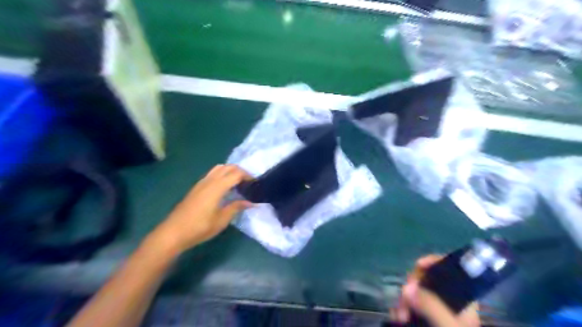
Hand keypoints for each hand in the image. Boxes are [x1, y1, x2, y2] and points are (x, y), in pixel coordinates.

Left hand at [149, 165, 252, 253]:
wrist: (173, 232)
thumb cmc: (200, 227)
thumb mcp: (222, 219)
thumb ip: (236, 207)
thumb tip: (251, 202)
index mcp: (217, 187)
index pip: (236, 174)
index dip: (247, 176)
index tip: (255, 184)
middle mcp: (209, 181)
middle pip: (228, 167)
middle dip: (240, 171)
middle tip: (248, 182)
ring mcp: (201, 183)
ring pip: (219, 168)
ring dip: (230, 171)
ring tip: (237, 183)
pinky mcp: (196, 187)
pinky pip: (212, 174)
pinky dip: (222, 174)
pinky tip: (224, 187)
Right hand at [391, 256, 482, 326]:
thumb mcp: (448, 326)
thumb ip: (431, 306)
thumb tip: (407, 288)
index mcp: (461, 299)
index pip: (450, 270)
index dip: (435, 262)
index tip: (419, 265)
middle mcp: (447, 301)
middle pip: (427, 279)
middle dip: (412, 285)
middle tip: (405, 296)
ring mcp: (433, 311)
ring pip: (415, 293)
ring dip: (404, 300)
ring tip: (400, 314)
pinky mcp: (423, 319)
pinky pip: (408, 306)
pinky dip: (401, 309)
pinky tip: (397, 317)